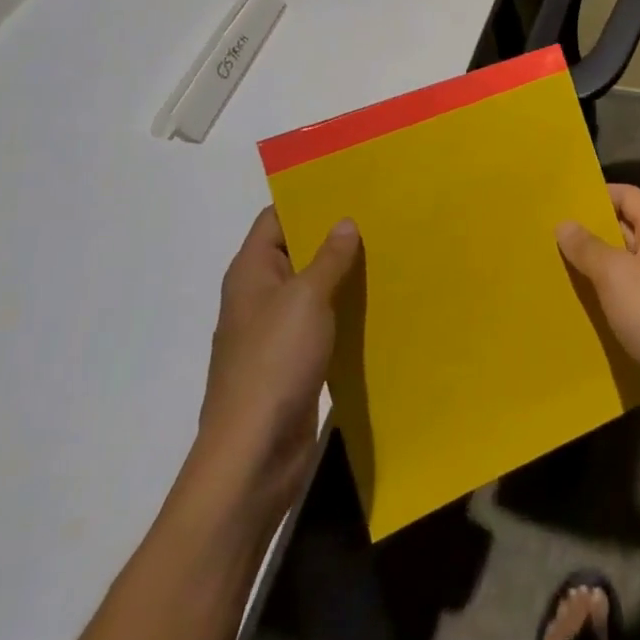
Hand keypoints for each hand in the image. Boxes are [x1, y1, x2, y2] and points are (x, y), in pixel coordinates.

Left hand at [194, 208, 359, 501]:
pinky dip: (344, 310)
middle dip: (334, 235)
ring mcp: (274, 331)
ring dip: (343, 274)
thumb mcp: (306, 299)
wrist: (253, 455)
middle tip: (380, 214)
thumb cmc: (274, 363)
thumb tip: (345, 222)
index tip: (350, 184)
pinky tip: (378, 302)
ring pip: (312, 288)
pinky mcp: (292, 362)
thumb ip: (329, 257)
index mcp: (251, 272)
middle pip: (296, 250)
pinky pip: (321, 322)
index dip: (308, 198)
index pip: (276, 218)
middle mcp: (259, 296)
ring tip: (388, 251)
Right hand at [557, 184, 639, 428]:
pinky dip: (604, 294)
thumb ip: (587, 246)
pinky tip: (577, 301)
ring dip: (594, 266)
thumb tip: (565, 224)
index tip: (562, 203)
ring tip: (554, 266)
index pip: (626, 194)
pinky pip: (626, 293)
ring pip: (622, 263)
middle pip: (623, 227)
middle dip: (589, 232)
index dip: (595, 195)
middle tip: (549, 235)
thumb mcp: (614, 274)